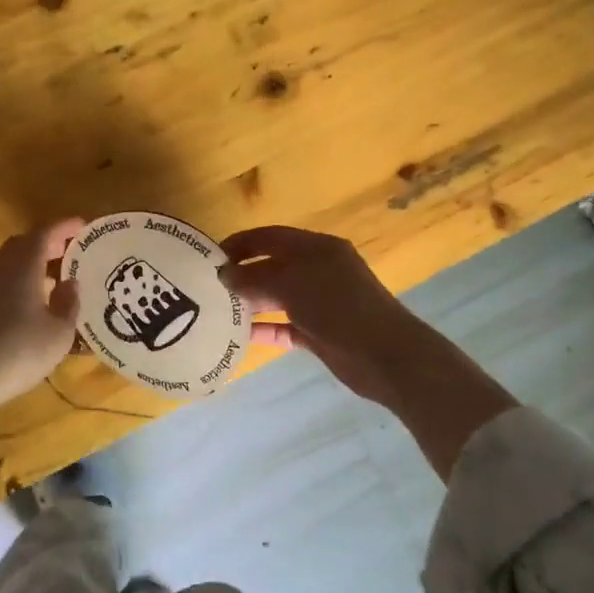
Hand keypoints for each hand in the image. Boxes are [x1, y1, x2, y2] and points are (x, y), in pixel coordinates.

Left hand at [0, 219, 84, 407]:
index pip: (45, 233)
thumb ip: (69, 303)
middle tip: (70, 252)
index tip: (83, 226)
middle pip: (23, 245)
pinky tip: (28, 304)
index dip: (64, 227)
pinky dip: (17, 283)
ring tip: (54, 280)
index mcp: (23, 265)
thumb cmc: (18, 350)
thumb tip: (70, 282)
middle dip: (48, 244)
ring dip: (31, 266)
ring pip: (8, 264)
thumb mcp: (58, 333)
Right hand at [220, 225, 436, 409]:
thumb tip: (224, 274)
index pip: (270, 237)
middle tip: (209, 286)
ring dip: (250, 302)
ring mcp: (320, 302)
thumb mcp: (291, 284)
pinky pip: (284, 326)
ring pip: (277, 297)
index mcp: (316, 248)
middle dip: (242, 274)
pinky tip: (239, 336)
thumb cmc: (338, 307)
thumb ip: (254, 278)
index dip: (240, 243)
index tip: (210, 256)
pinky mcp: (319, 332)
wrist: (384, 355)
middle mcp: (318, 270)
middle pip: (272, 266)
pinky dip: (265, 329)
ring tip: (217, 310)